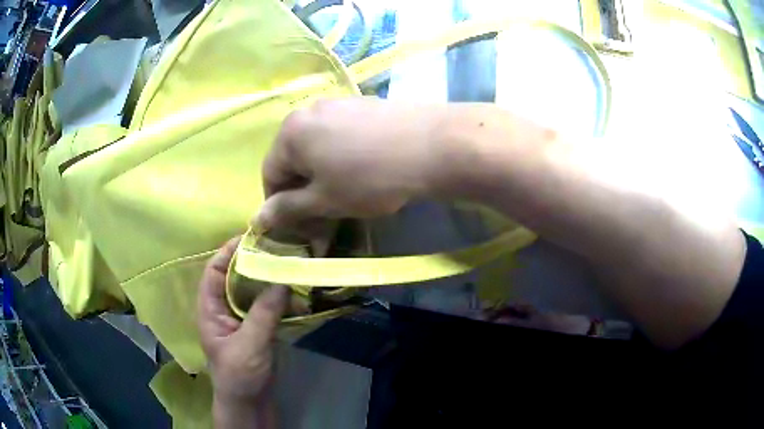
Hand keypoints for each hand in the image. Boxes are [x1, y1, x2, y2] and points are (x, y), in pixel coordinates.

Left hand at [197, 237, 287, 427]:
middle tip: (276, 246)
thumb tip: (282, 279)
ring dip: (266, 277)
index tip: (251, 237)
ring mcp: (241, 318)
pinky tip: (292, 288)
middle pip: (233, 276)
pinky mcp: (257, 328)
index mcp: (210, 309)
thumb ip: (264, 313)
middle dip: (252, 261)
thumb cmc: (240, 374)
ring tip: (287, 262)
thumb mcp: (249, 343)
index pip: (213, 271)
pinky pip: (265, 304)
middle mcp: (223, 308)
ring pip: (251, 290)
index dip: (228, 252)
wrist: (250, 403)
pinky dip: (277, 295)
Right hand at [258, 97, 444, 230]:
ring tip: (347, 195)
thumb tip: (257, 219)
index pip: (270, 175)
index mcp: (290, 132)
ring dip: (324, 177)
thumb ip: (288, 209)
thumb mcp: (324, 200)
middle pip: (294, 160)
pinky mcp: (362, 105)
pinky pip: (340, 136)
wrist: (432, 146)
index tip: (300, 227)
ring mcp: (338, 104)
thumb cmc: (370, 177)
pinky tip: (364, 171)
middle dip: (304, 193)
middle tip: (325, 217)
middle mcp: (309, 111)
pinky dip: (342, 159)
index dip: (280, 206)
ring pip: (318, 149)